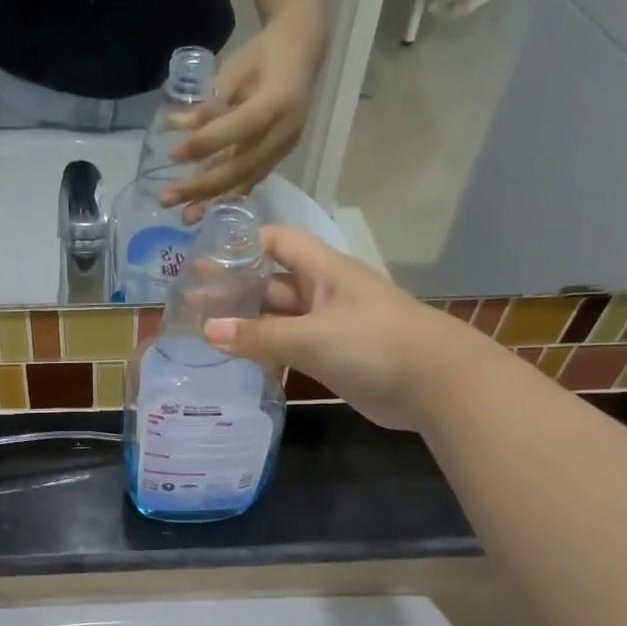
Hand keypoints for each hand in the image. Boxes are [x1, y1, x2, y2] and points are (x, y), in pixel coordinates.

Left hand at [162, 15, 323, 218]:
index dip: (206, 143)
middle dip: (202, 187)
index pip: (239, 128)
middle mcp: (284, 131)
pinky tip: (205, 210)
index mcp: (277, 101)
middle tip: (168, 198)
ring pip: (246, 180)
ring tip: (185, 217)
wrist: (302, 54)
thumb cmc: (263, 54)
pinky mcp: (278, 158)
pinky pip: (251, 181)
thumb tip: (174, 124)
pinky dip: (227, 197)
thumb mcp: (234, 68)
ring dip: (213, 201)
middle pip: (242, 166)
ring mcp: (283, 148)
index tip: (173, 155)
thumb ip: (209, 100)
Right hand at [202, 225, 451, 431]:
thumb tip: (207, 331)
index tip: (206, 260)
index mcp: (324, 270)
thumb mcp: (311, 336)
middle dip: (235, 290)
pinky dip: (267, 350)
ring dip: (248, 323)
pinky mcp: (334, 356)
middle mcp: (324, 292)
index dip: (243, 245)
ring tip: (205, 332)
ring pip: (280, 318)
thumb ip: (258, 336)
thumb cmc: (373, 344)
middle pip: (272, 282)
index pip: (277, 241)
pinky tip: (240, 360)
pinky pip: (292, 346)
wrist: (435, 384)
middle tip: (192, 302)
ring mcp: (330, 325)